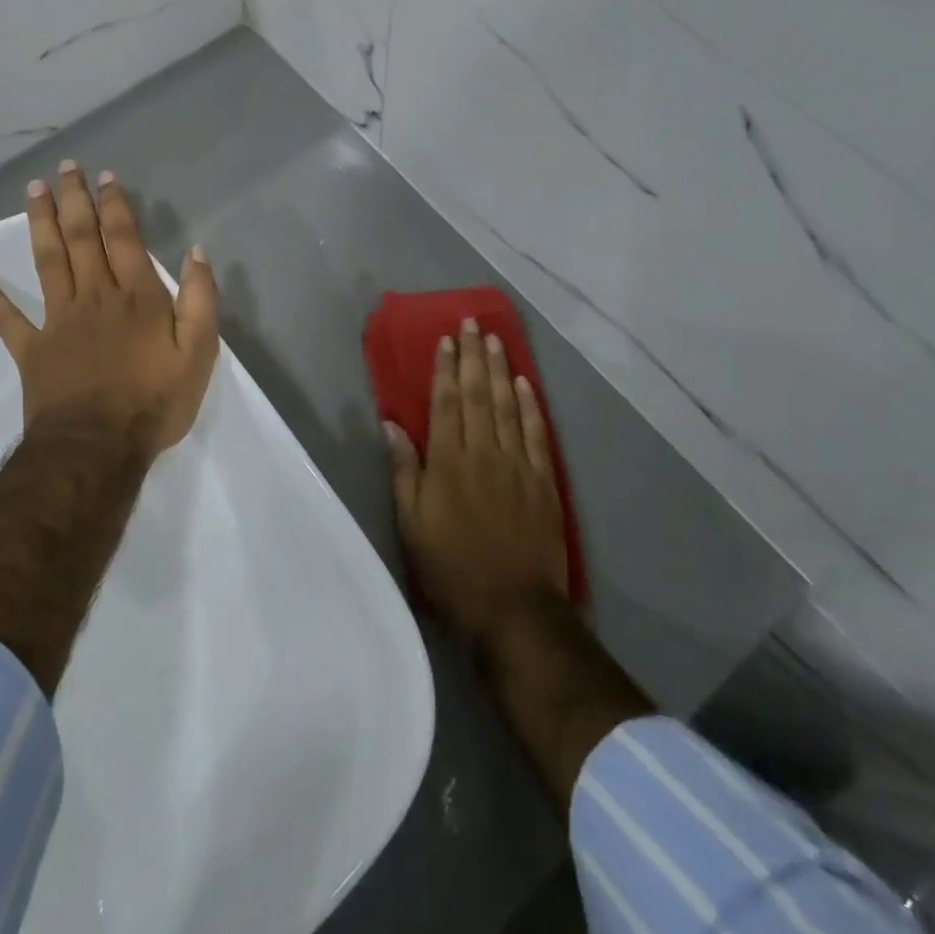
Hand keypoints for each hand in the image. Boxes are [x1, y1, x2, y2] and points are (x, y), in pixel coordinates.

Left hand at [0, 161, 218, 455]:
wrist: (98, 447)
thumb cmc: (155, 401)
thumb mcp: (200, 351)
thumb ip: (200, 299)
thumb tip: (196, 252)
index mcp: (136, 296)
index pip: (123, 238)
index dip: (115, 205)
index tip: (105, 176)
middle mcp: (94, 297)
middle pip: (81, 238)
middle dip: (74, 200)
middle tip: (64, 167)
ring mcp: (58, 321)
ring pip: (47, 262)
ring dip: (41, 224)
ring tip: (33, 191)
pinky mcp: (33, 350)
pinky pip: (9, 321)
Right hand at [386, 319, 569, 647]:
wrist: (514, 610)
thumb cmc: (452, 568)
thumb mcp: (412, 525)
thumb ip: (404, 471)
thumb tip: (391, 424)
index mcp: (449, 462)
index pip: (447, 402)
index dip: (445, 368)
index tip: (446, 339)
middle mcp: (484, 453)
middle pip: (479, 394)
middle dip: (473, 356)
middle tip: (472, 323)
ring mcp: (518, 465)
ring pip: (507, 406)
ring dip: (500, 370)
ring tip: (495, 340)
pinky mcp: (543, 481)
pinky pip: (536, 433)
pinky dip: (531, 405)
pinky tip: (525, 384)